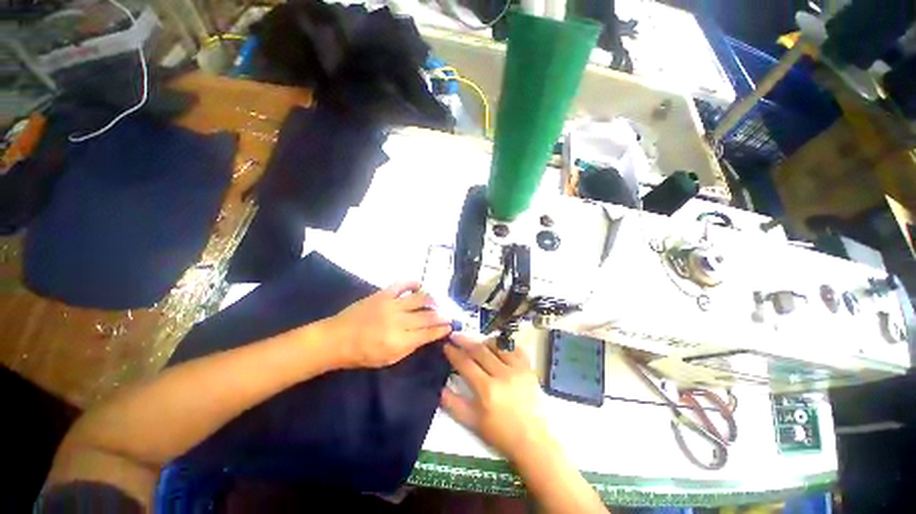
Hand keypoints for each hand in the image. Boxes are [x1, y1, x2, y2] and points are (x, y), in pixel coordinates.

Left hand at [324, 282, 452, 368]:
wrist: (337, 338)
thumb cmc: (362, 354)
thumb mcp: (389, 359)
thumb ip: (411, 347)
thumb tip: (428, 335)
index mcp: (400, 342)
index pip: (429, 333)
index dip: (443, 329)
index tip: (451, 326)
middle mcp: (399, 322)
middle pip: (428, 316)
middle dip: (443, 315)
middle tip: (450, 314)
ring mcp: (391, 305)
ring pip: (420, 299)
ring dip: (433, 299)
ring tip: (438, 301)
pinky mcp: (383, 294)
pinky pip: (403, 284)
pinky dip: (413, 283)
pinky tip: (420, 286)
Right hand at [441, 334, 555, 462]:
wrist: (532, 441)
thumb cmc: (501, 434)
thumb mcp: (473, 423)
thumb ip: (454, 405)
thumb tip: (439, 389)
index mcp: (486, 389)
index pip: (466, 364)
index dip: (454, 353)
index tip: (446, 346)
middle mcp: (502, 374)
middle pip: (480, 351)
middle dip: (465, 341)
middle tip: (455, 336)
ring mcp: (517, 369)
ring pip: (497, 346)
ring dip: (483, 342)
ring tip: (476, 342)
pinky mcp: (529, 368)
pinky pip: (515, 348)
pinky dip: (504, 344)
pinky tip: (498, 346)